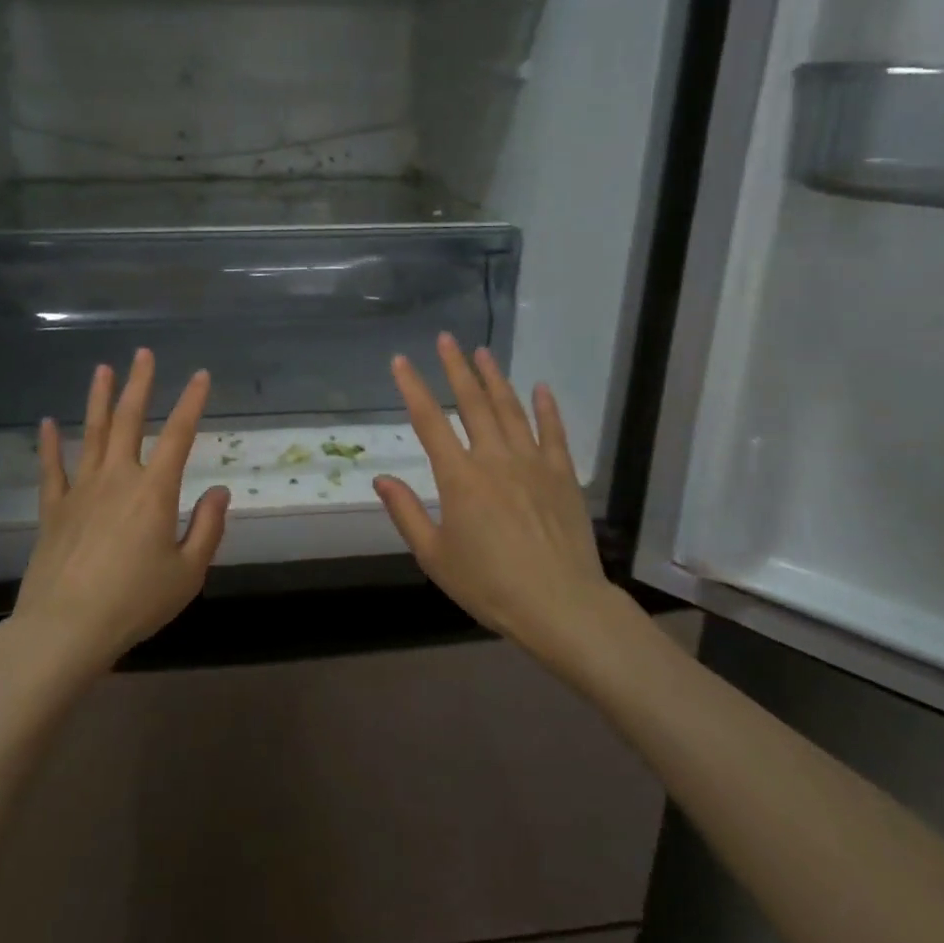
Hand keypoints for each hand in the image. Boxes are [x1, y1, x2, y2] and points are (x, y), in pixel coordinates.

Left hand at [9, 349, 230, 676]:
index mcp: (154, 491)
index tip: (200, 375)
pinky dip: (50, 444)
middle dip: (139, 384)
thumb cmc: (135, 602)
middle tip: (142, 354)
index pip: (179, 435)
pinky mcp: (53, 509)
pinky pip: (51, 469)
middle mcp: (117, 478)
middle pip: (129, 421)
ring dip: (98, 399)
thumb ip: (208, 528)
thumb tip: (220, 491)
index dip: (191, 402)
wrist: (66, 628)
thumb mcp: (187, 573)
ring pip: (91, 434)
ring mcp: (81, 490)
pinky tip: (47, 422)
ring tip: (102, 369)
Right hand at [373, 334, 615, 657]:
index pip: (429, 421)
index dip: (412, 388)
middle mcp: (494, 458)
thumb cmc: (489, 585)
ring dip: (495, 378)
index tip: (401, 361)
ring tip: (482, 352)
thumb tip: (381, 478)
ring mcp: (532, 462)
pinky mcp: (562, 474)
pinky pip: (553, 432)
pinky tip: (541, 387)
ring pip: (510, 409)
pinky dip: (546, 407)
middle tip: (446, 338)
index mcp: (459, 477)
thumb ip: (406, 513)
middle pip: (472, 403)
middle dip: (456, 368)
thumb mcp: (434, 556)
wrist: (560, 604)